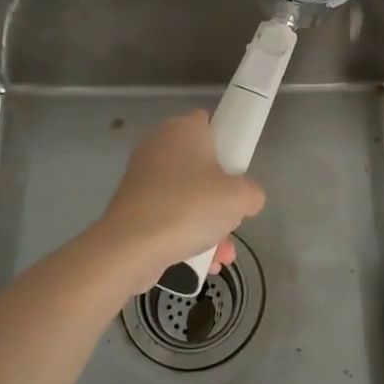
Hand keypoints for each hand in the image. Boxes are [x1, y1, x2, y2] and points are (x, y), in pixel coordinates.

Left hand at [90, 110, 265, 290]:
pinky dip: (184, 232)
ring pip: (186, 194)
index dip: (229, 143)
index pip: (210, 122)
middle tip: (232, 216)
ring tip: (221, 254)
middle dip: (220, 196)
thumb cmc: (190, 207)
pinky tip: (201, 262)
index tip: (239, 172)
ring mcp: (142, 175)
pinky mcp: (132, 203)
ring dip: (207, 223)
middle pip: (201, 164)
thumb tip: (247, 198)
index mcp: (184, 128)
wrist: (131, 247)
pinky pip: (168, 212)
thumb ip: (252, 193)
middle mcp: (160, 144)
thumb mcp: (239, 198)